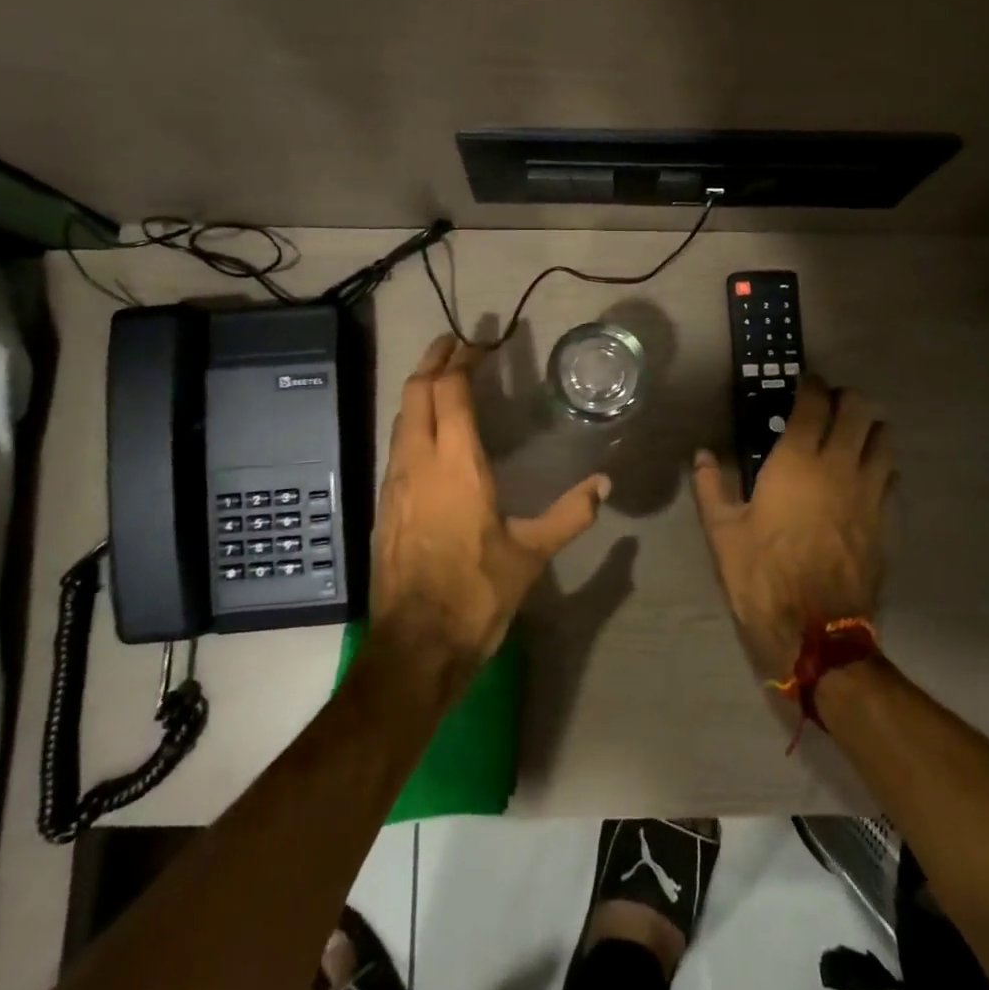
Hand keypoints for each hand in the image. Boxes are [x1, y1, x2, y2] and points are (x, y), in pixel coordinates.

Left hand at [370, 335, 608, 692]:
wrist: (414, 646)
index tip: (476, 343)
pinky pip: (396, 445)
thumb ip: (570, 515)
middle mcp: (418, 462)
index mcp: (456, 465)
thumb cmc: (476, 593)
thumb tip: (604, 484)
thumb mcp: (531, 554)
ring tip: (440, 379)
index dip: (460, 361)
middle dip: (433, 361)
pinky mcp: (384, 504)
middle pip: (416, 393)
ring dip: (419, 390)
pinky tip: (428, 434)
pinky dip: (412, 421)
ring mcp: (394, 483)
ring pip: (401, 418)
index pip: (449, 393)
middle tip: (452, 343)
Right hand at [691, 377, 892, 678]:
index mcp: (797, 461)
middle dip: (847, 398)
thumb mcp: (723, 531)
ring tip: (853, 433)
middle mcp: (840, 466)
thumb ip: (711, 486)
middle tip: (831, 404)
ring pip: (884, 439)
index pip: (814, 404)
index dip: (813, 386)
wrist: (816, 630)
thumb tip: (702, 454)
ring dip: (870, 427)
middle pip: (859, 411)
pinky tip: (868, 475)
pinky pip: (892, 476)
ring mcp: (870, 492)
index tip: (806, 383)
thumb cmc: (762, 574)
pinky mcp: (887, 520)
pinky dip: (881, 465)